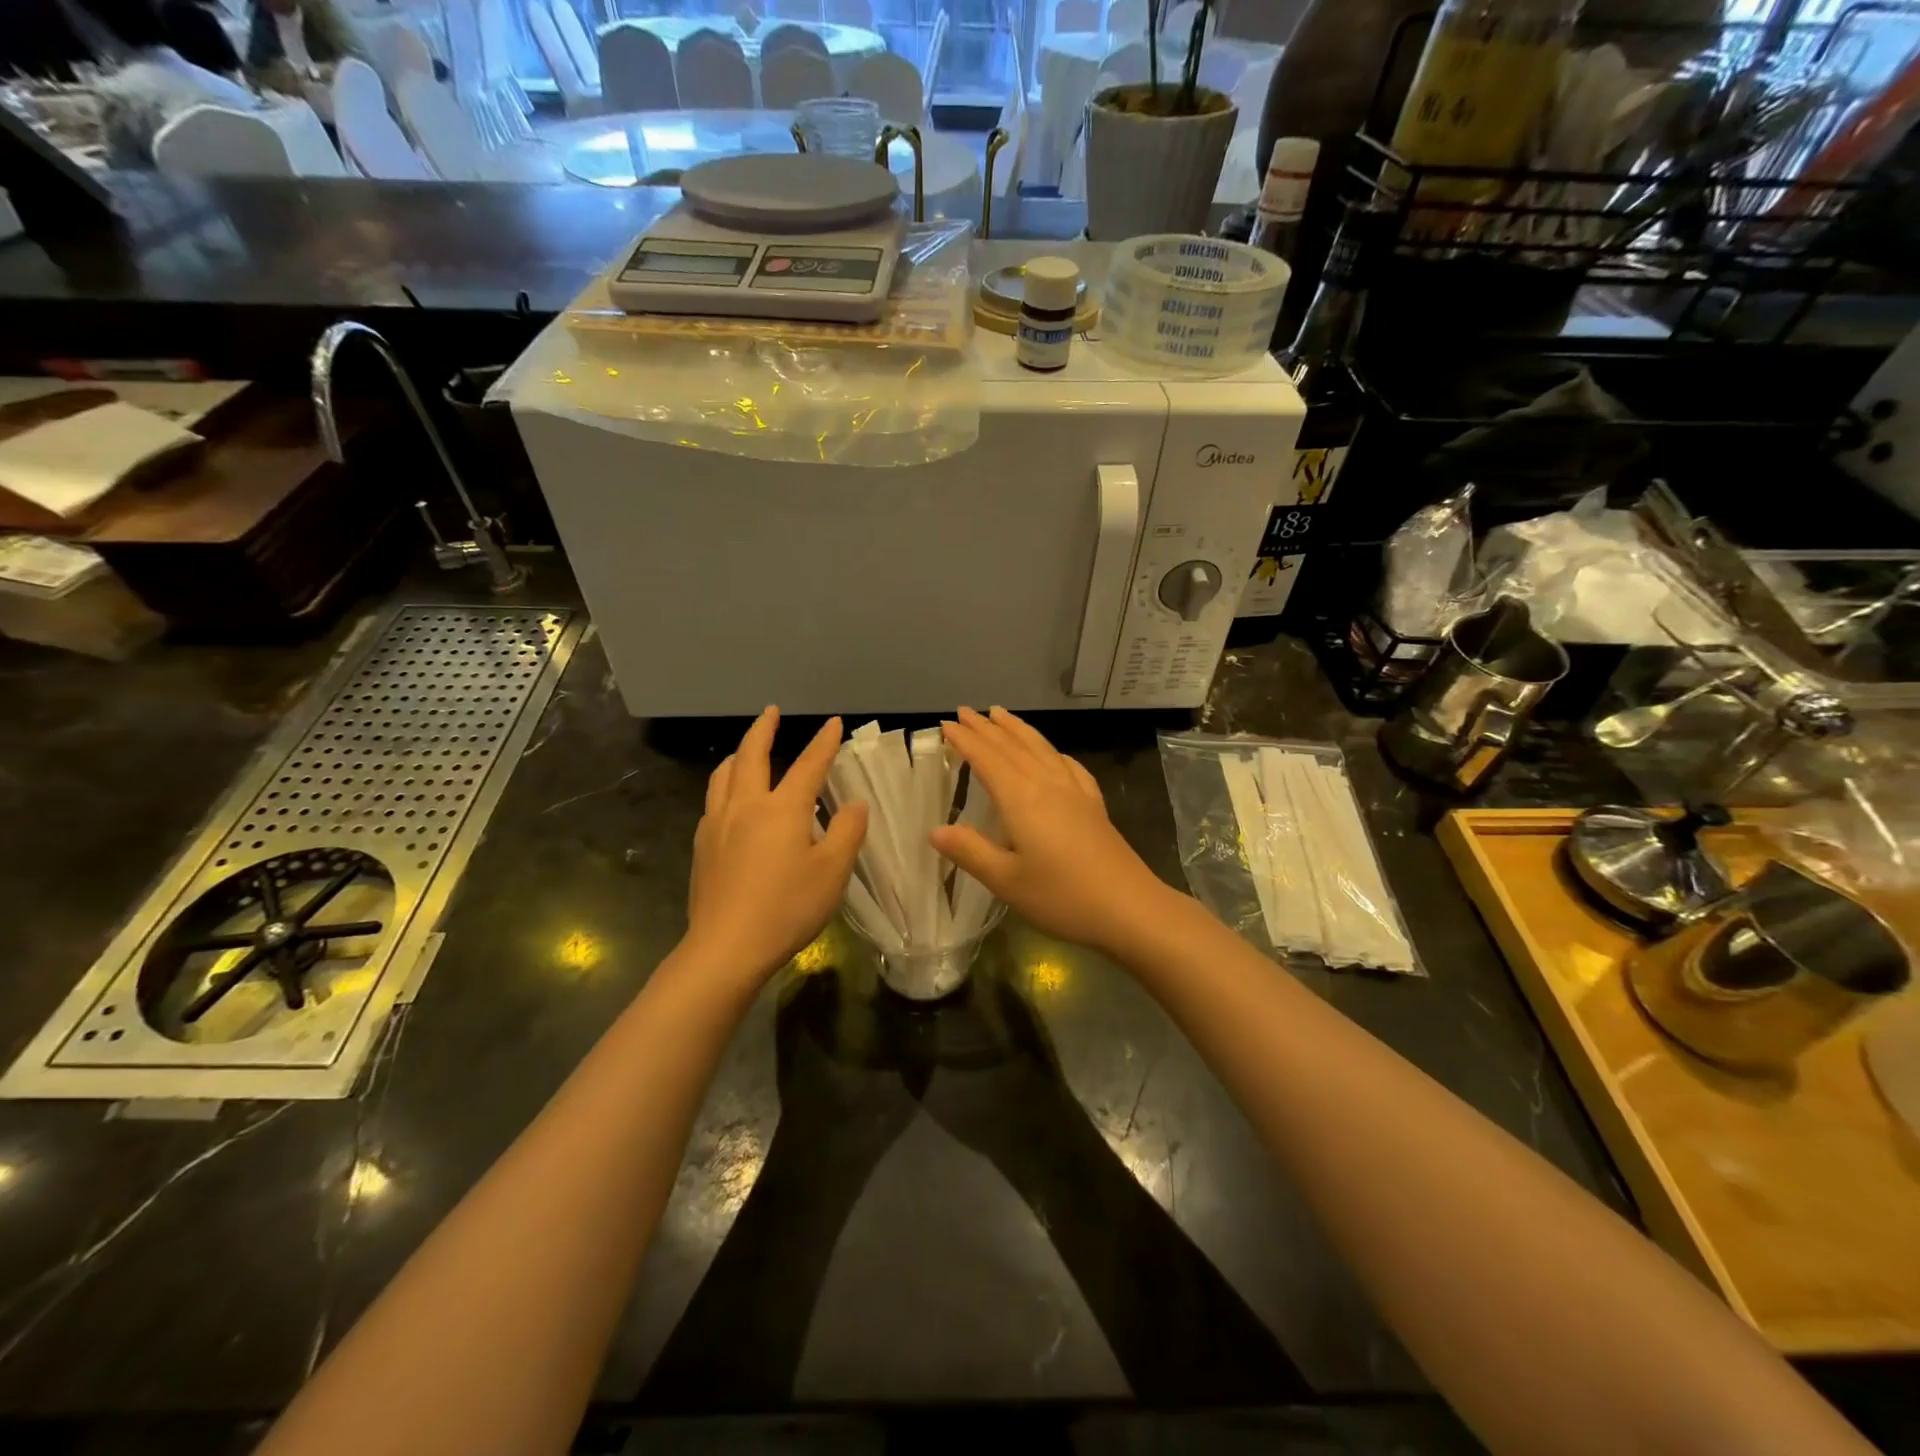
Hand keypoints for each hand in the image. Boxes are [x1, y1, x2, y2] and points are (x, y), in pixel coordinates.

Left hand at [686, 708, 867, 986]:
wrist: (726, 947)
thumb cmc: (787, 908)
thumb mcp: (832, 871)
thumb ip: (846, 831)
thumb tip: (854, 804)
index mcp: (782, 809)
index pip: (808, 765)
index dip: (824, 742)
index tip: (834, 723)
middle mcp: (745, 806)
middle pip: (751, 755)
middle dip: (763, 729)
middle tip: (771, 712)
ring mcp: (718, 825)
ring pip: (723, 775)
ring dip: (738, 754)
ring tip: (746, 750)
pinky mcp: (703, 847)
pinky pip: (713, 800)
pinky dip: (725, 785)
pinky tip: (731, 801)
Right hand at [931, 707, 1174, 957]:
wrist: (1130, 908)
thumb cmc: (1062, 897)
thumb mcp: (1006, 881)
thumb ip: (970, 851)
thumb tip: (935, 830)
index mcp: (1022, 799)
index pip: (987, 759)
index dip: (965, 740)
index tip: (946, 724)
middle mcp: (1048, 785)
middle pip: (1013, 747)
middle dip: (986, 728)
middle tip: (964, 711)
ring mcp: (1075, 792)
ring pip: (1041, 748)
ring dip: (1018, 729)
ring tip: (1001, 714)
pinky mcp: (1094, 805)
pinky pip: (1068, 765)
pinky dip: (1052, 751)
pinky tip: (1054, 754)